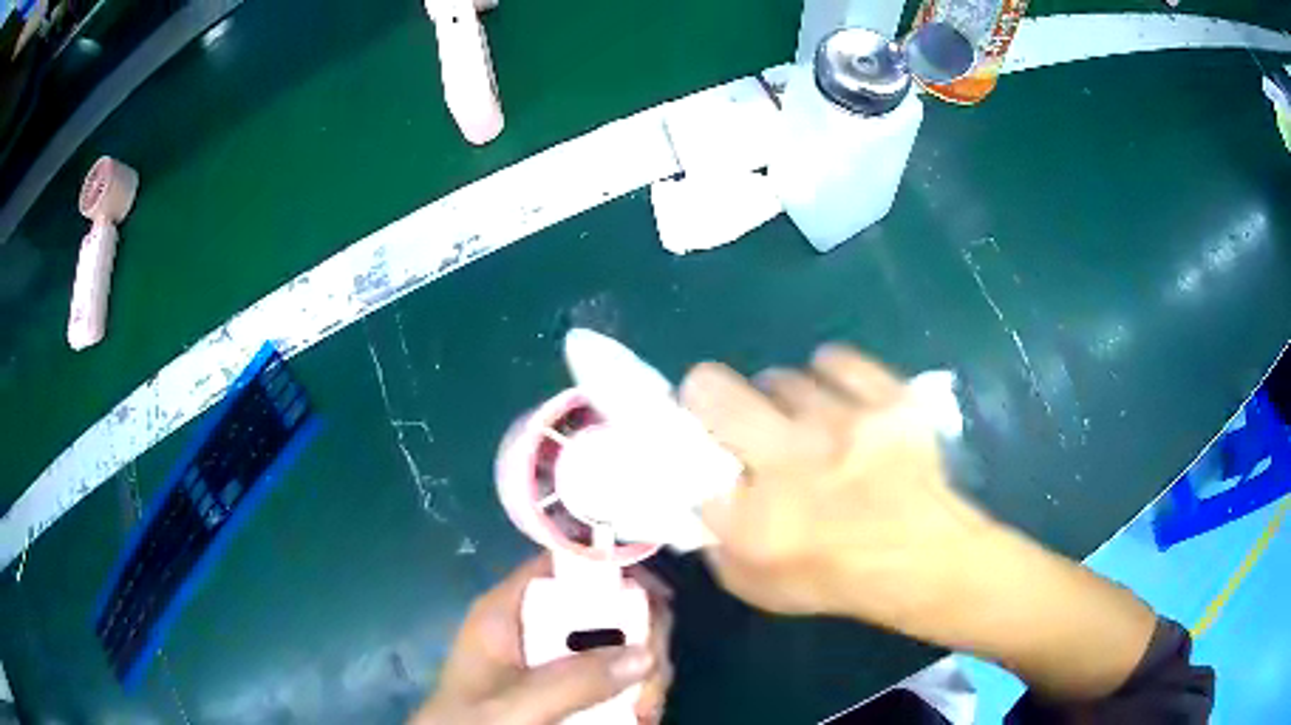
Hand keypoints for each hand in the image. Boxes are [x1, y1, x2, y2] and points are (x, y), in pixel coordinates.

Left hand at [410, 555, 672, 724]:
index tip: (660, 598)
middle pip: (606, 605)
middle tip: (653, 679)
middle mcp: (537, 627)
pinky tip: (640, 718)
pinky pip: (618, 677)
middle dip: (641, 637)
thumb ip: (571, 681)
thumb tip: (647, 653)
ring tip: (646, 713)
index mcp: (508, 611)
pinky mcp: (572, 689)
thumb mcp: (512, 705)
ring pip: (621, 644)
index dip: (612, 567)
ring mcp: (557, 660)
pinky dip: (637, 695)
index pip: (562, 563)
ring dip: (645, 674)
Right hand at [680, 344, 991, 629]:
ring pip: (780, 377)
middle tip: (727, 409)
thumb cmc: (836, 578)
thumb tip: (699, 492)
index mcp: (752, 516)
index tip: (692, 437)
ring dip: (779, 397)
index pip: (684, 454)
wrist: (924, 560)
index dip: (682, 439)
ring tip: (801, 419)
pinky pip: (835, 360)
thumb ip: (716, 541)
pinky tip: (836, 397)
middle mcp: (790, 460)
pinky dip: (828, 374)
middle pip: (713, 388)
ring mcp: (843, 423)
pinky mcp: (886, 399)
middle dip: (706, 393)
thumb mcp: (756, 585)